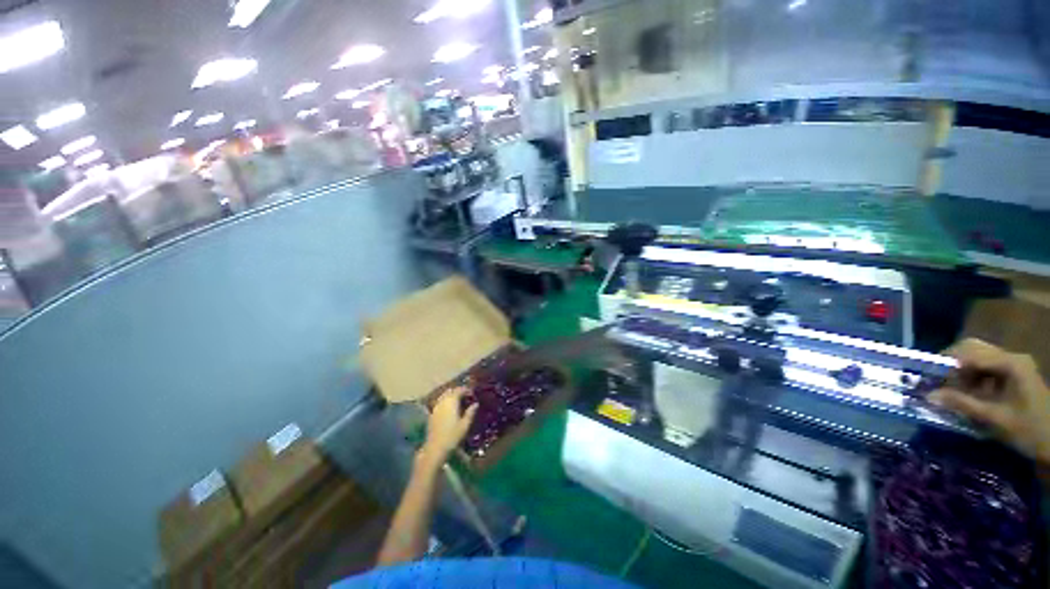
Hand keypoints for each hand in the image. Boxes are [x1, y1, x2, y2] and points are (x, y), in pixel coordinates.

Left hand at [421, 387, 477, 465]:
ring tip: (458, 401)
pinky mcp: (432, 414)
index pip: (459, 390)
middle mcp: (442, 402)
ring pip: (444, 396)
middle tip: (466, 395)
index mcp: (451, 402)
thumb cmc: (452, 436)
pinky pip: (440, 402)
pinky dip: (445, 401)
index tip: (472, 392)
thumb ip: (470, 412)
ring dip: (451, 395)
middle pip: (450, 391)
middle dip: (458, 391)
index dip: (466, 389)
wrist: (435, 448)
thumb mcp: (465, 424)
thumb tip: (476, 404)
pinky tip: (449, 408)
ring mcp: (436, 407)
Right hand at [930, 338, 1049, 463]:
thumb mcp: (995, 419)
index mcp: (1010, 363)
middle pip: (973, 349)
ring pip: (978, 357)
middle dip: (951, 363)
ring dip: (961, 371)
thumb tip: (929, 396)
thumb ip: (963, 405)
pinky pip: (986, 367)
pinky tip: (968, 392)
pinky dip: (972, 376)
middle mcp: (1011, 357)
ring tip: (951, 390)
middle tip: (936, 380)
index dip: (945, 362)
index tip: (926, 376)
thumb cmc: (1029, 430)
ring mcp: (1014, 364)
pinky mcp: (1013, 373)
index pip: (969, 352)